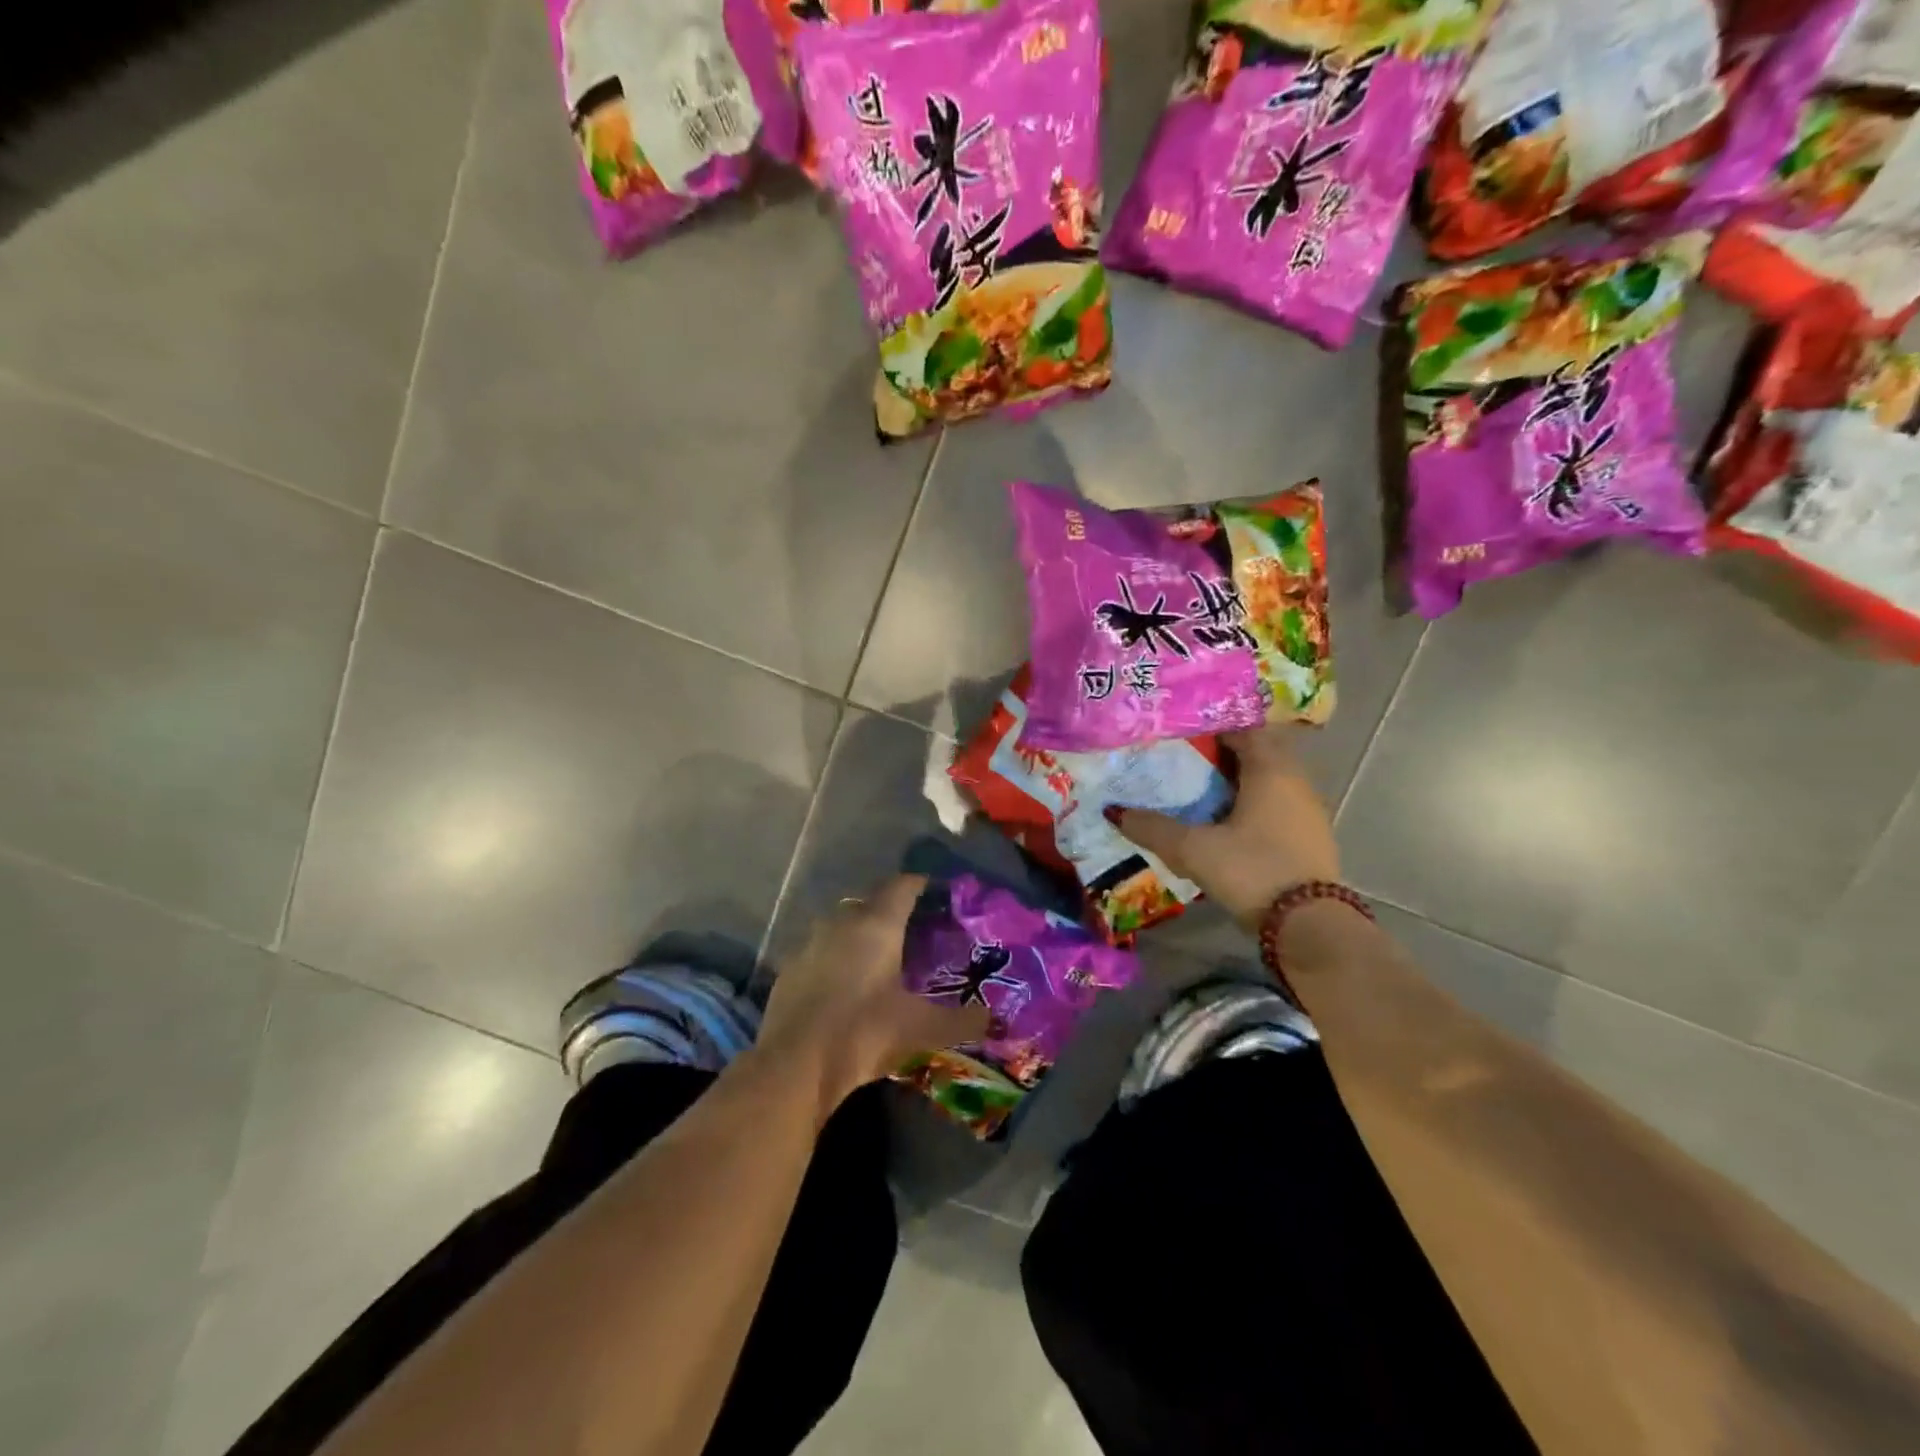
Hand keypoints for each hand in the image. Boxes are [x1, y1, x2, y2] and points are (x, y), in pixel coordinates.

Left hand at [758, 875, 989, 1112]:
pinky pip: (819, 951)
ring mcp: (810, 943)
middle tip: (913, 932)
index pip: (902, 886)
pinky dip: (835, 959)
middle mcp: (842, 922)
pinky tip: (844, 985)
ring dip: (860, 934)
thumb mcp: (922, 1029)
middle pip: (871, 902)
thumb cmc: (864, 1033)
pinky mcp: (788, 969)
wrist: (795, 1065)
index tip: (936, 893)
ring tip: (879, 959)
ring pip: (841, 925)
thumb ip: (962, 1022)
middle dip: (891, 911)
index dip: (920, 885)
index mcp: (877, 924)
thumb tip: (992, 1019)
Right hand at [1119, 723, 1338, 928]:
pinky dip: (1249, 803)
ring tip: (1195, 789)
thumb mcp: (1194, 849)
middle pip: (1254, 752)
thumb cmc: (1252, 870)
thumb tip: (1114, 812)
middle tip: (1179, 758)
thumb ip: (1153, 828)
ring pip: (1266, 780)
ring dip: (1234, 780)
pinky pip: (1274, 804)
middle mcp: (1295, 781)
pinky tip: (1223, 821)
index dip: (1209, 725)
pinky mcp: (1308, 836)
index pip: (1242, 728)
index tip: (1177, 730)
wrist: (1310, 927)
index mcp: (1271, 770)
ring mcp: (1306, 810)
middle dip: (1218, 753)